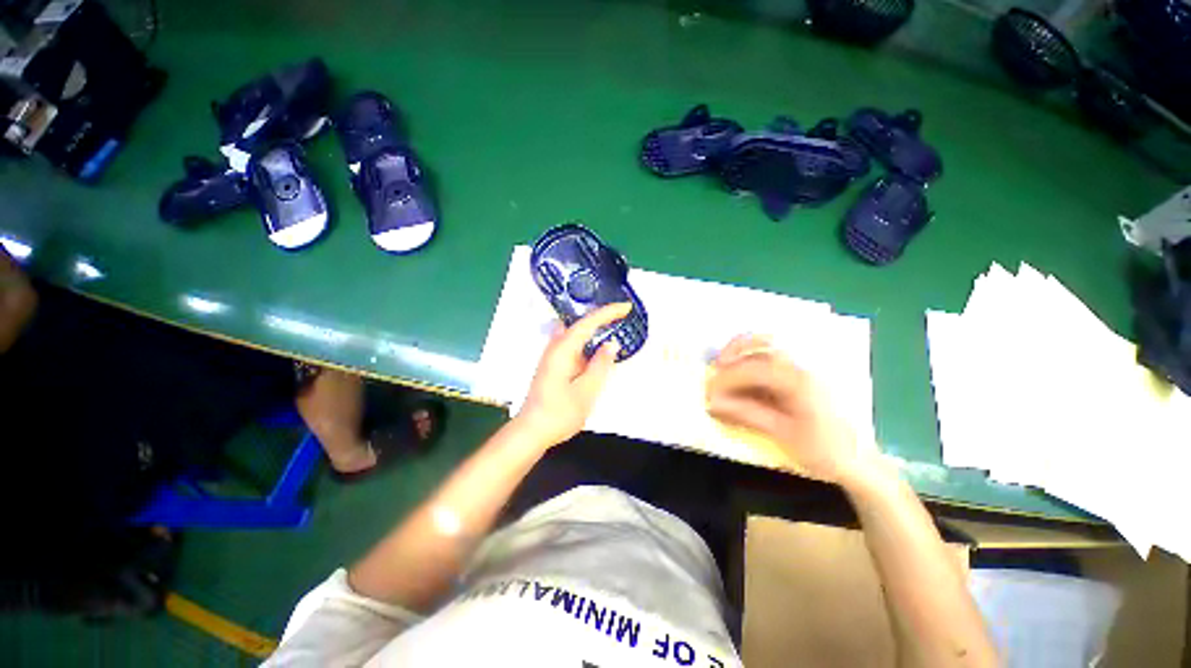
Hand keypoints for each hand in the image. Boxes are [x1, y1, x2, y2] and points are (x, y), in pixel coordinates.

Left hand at [513, 303, 631, 447]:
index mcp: (563, 350)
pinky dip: (587, 342)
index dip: (608, 312)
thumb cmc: (560, 413)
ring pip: (575, 334)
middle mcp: (555, 347)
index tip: (627, 307)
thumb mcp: (587, 391)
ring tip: (613, 326)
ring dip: (593, 329)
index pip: (588, 323)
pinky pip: (572, 345)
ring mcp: (552, 356)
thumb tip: (611, 344)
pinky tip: (596, 350)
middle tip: (622, 314)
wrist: (532, 431)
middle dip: (601, 316)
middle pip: (580, 323)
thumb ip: (600, 365)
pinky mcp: (553, 365)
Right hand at [706, 334, 868, 484]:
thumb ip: (747, 413)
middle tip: (716, 366)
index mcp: (800, 381)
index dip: (727, 378)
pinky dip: (756, 359)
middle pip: (763, 343)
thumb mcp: (783, 434)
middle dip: (734, 351)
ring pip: (771, 345)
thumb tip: (715, 402)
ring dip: (744, 351)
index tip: (710, 392)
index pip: (753, 369)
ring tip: (727, 366)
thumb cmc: (825, 451)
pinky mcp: (809, 373)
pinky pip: (778, 357)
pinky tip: (747, 375)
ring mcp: (809, 367)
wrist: (864, 463)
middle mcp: (805, 365)